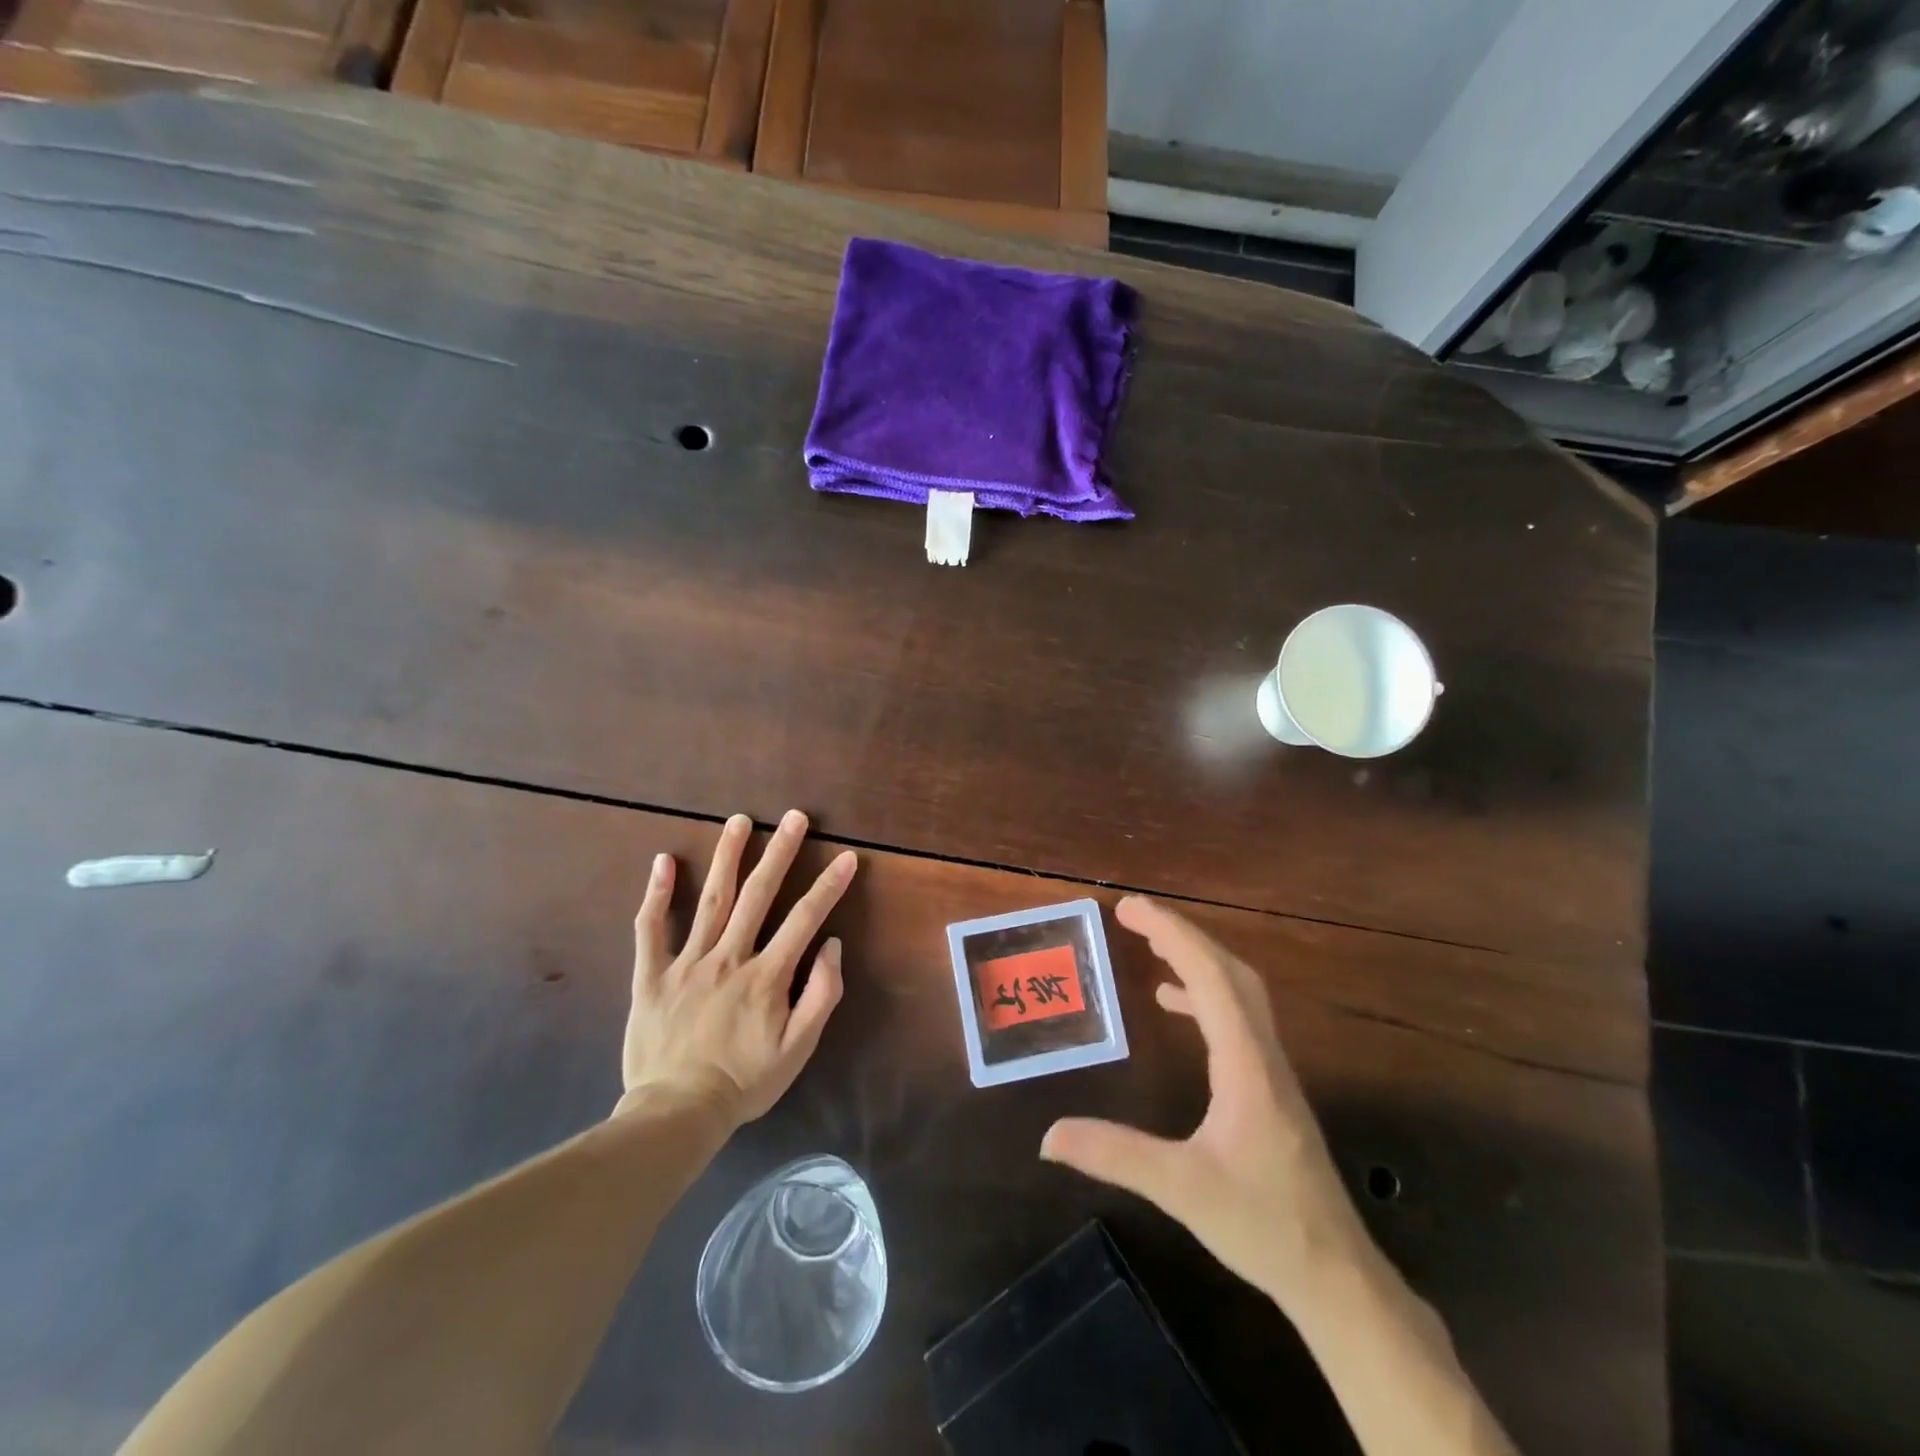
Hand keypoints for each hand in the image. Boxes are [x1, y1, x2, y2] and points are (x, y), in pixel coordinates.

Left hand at [618, 810, 856, 1127]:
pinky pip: (651, 929)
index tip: (847, 857)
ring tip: (738, 820)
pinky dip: (656, 894)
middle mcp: (729, 958)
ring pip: (710, 899)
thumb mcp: (798, 1049)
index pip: (804, 919)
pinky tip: (663, 860)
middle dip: (780, 851)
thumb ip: (820, 996)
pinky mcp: (651, 975)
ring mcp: (687, 963)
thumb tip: (832, 946)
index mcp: (766, 976)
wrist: (677, 1113)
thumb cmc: (745, 1082)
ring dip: (727, 856)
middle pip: (758, 895)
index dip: (829, 886)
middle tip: (794, 817)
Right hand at [1040, 896, 1368, 1310]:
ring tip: (1150, 945)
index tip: (1130, 908)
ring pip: (1238, 991)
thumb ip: (1116, 1156)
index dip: (1171, 935)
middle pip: (1229, 972)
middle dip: (1181, 935)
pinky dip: (1203, 994)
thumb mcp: (1182, 1189)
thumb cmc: (1264, 1225)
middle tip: (1133, 915)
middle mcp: (1262, 1052)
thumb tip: (1048, 1135)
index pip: (1210, 977)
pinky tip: (1173, 1004)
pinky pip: (1235, 1018)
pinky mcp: (1268, 1086)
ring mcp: (1270, 1068)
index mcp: (1245, 1063)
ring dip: (1196, 958)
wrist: (1335, 1275)